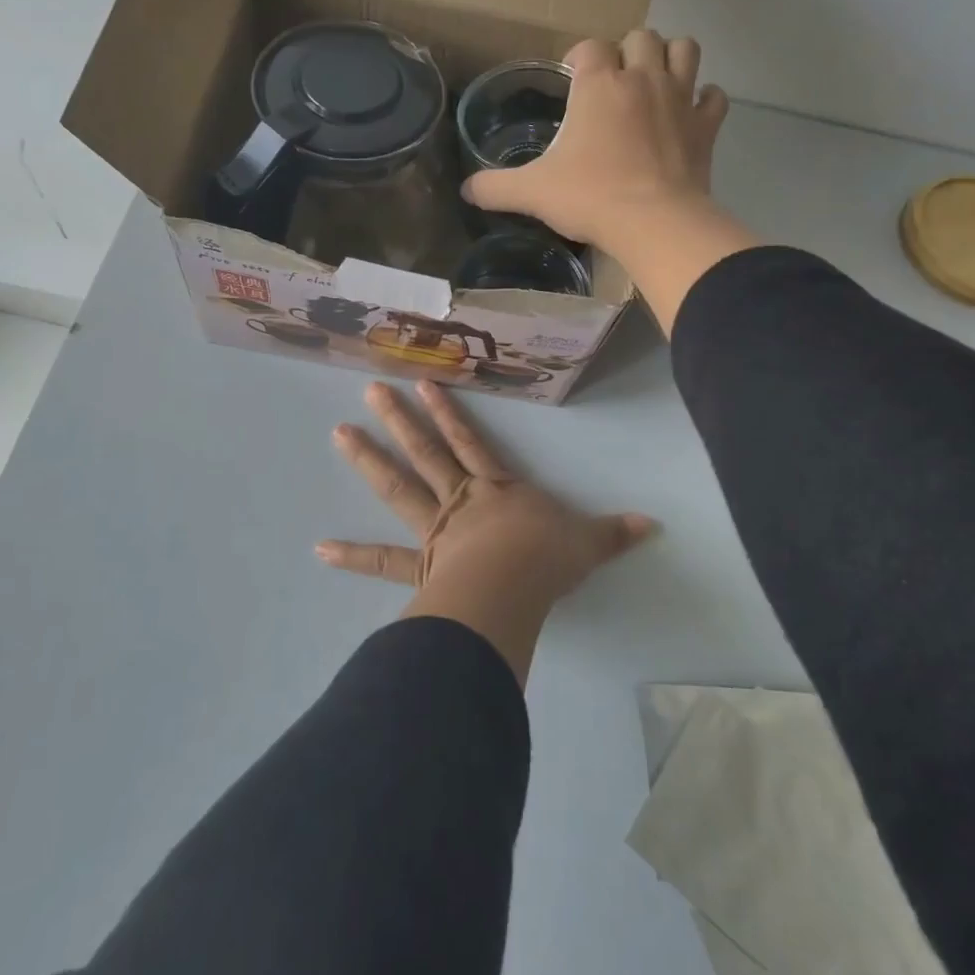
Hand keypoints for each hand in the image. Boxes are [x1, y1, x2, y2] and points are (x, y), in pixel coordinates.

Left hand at [318, 381, 655, 678]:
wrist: (515, 590)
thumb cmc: (548, 560)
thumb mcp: (589, 544)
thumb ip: (615, 533)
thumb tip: (654, 525)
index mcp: (497, 490)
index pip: (470, 442)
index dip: (449, 412)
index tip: (424, 384)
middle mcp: (461, 500)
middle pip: (426, 452)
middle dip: (399, 420)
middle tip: (368, 390)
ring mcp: (436, 530)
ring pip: (398, 487)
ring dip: (370, 460)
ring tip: (340, 433)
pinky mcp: (421, 565)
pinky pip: (384, 560)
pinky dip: (353, 555)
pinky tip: (320, 549)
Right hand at [461, 30, 728, 249]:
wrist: (654, 223)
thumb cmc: (590, 197)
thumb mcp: (532, 192)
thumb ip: (495, 187)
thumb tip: (465, 189)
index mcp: (599, 84)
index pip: (589, 47)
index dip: (579, 59)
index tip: (571, 78)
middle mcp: (642, 78)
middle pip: (640, 37)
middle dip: (627, 51)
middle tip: (614, 81)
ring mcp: (680, 98)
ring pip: (684, 49)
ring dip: (669, 58)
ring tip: (655, 81)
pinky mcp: (706, 126)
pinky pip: (713, 96)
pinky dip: (703, 100)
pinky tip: (690, 114)